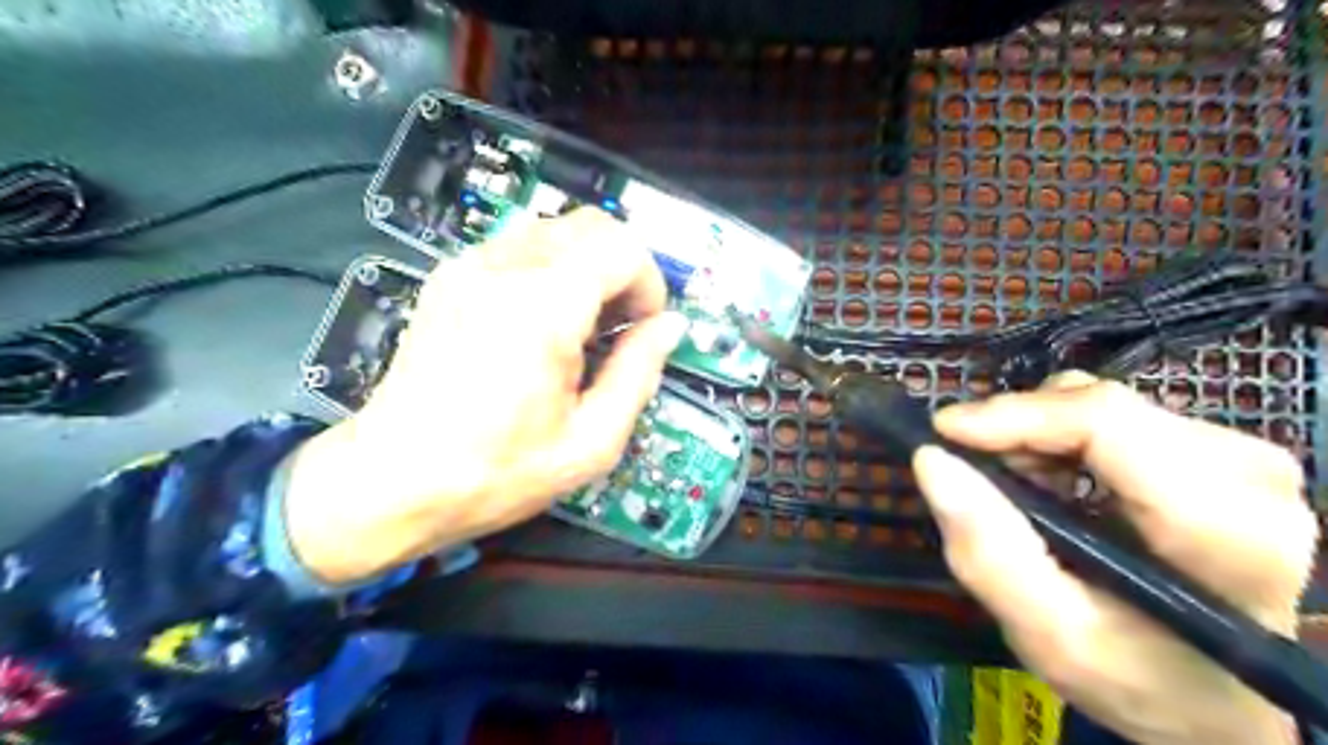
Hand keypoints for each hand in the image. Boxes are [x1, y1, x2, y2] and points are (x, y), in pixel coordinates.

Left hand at [284, 214, 688, 587]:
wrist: (391, 481)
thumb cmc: (497, 472)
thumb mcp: (591, 442)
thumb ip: (639, 373)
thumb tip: (670, 327)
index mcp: (544, 308)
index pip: (623, 247)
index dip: (650, 284)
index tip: (644, 329)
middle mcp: (504, 269)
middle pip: (591, 224)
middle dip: (622, 267)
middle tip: (619, 325)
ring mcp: (469, 267)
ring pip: (554, 228)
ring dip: (586, 265)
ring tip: (581, 325)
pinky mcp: (449, 277)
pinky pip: (517, 245)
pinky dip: (548, 268)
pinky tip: (540, 322)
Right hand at [915, 369, 1315, 744]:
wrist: (1215, 698)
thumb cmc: (1137, 679)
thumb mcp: (1048, 634)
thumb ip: (988, 552)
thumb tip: (931, 460)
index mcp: (1224, 530)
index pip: (1108, 425)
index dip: (1016, 416)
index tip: (943, 433)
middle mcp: (1250, 478)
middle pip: (1102, 407)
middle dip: (1018, 429)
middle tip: (971, 470)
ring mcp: (1241, 459)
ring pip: (1102, 403)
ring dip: (1036, 434)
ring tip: (1012, 484)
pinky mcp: (1220, 453)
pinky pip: (1115, 415)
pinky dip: (1060, 438)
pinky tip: (1048, 480)